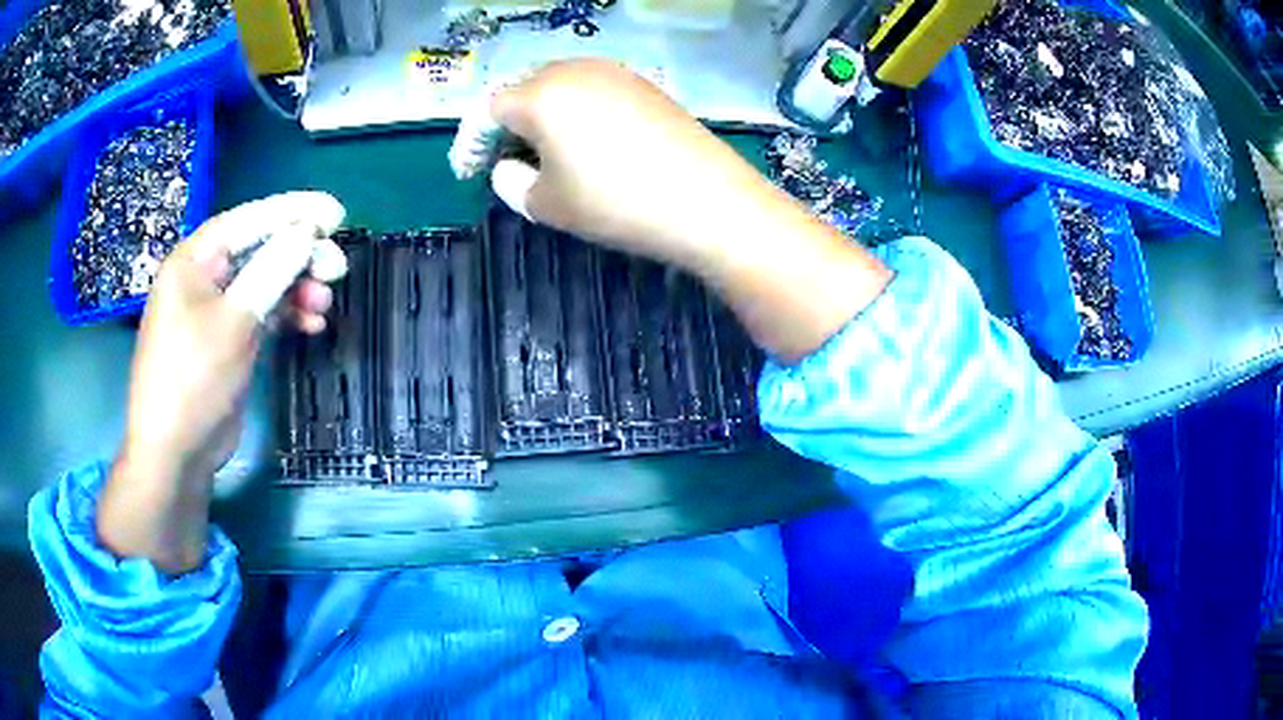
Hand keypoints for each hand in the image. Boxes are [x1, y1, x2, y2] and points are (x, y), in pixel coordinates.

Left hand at [99, 195, 339, 572]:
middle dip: (299, 256)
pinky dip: (286, 314)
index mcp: (193, 261)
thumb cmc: (192, 381)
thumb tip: (306, 231)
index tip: (336, 212)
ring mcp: (215, 311)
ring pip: (264, 282)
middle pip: (259, 250)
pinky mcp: (227, 340)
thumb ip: (270, 270)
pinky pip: (261, 312)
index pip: (247, 221)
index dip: (293, 211)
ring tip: (325, 302)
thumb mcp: (233, 322)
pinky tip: (311, 324)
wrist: (174, 453)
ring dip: (296, 288)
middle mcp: (203, 278)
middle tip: (337, 268)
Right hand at [490, 60, 782, 269]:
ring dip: (542, 116)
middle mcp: (573, 69)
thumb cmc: (615, 203)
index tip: (470, 171)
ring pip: (559, 87)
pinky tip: (587, 141)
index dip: (472, 142)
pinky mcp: (644, 83)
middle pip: (523, 90)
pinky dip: (577, 112)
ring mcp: (614, 71)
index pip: (488, 109)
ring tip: (546, 153)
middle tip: (508, 161)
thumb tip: (510, 166)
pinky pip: (593, 90)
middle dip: (507, 125)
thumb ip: (511, 181)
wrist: (707, 199)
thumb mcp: (546, 204)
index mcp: (540, 94)